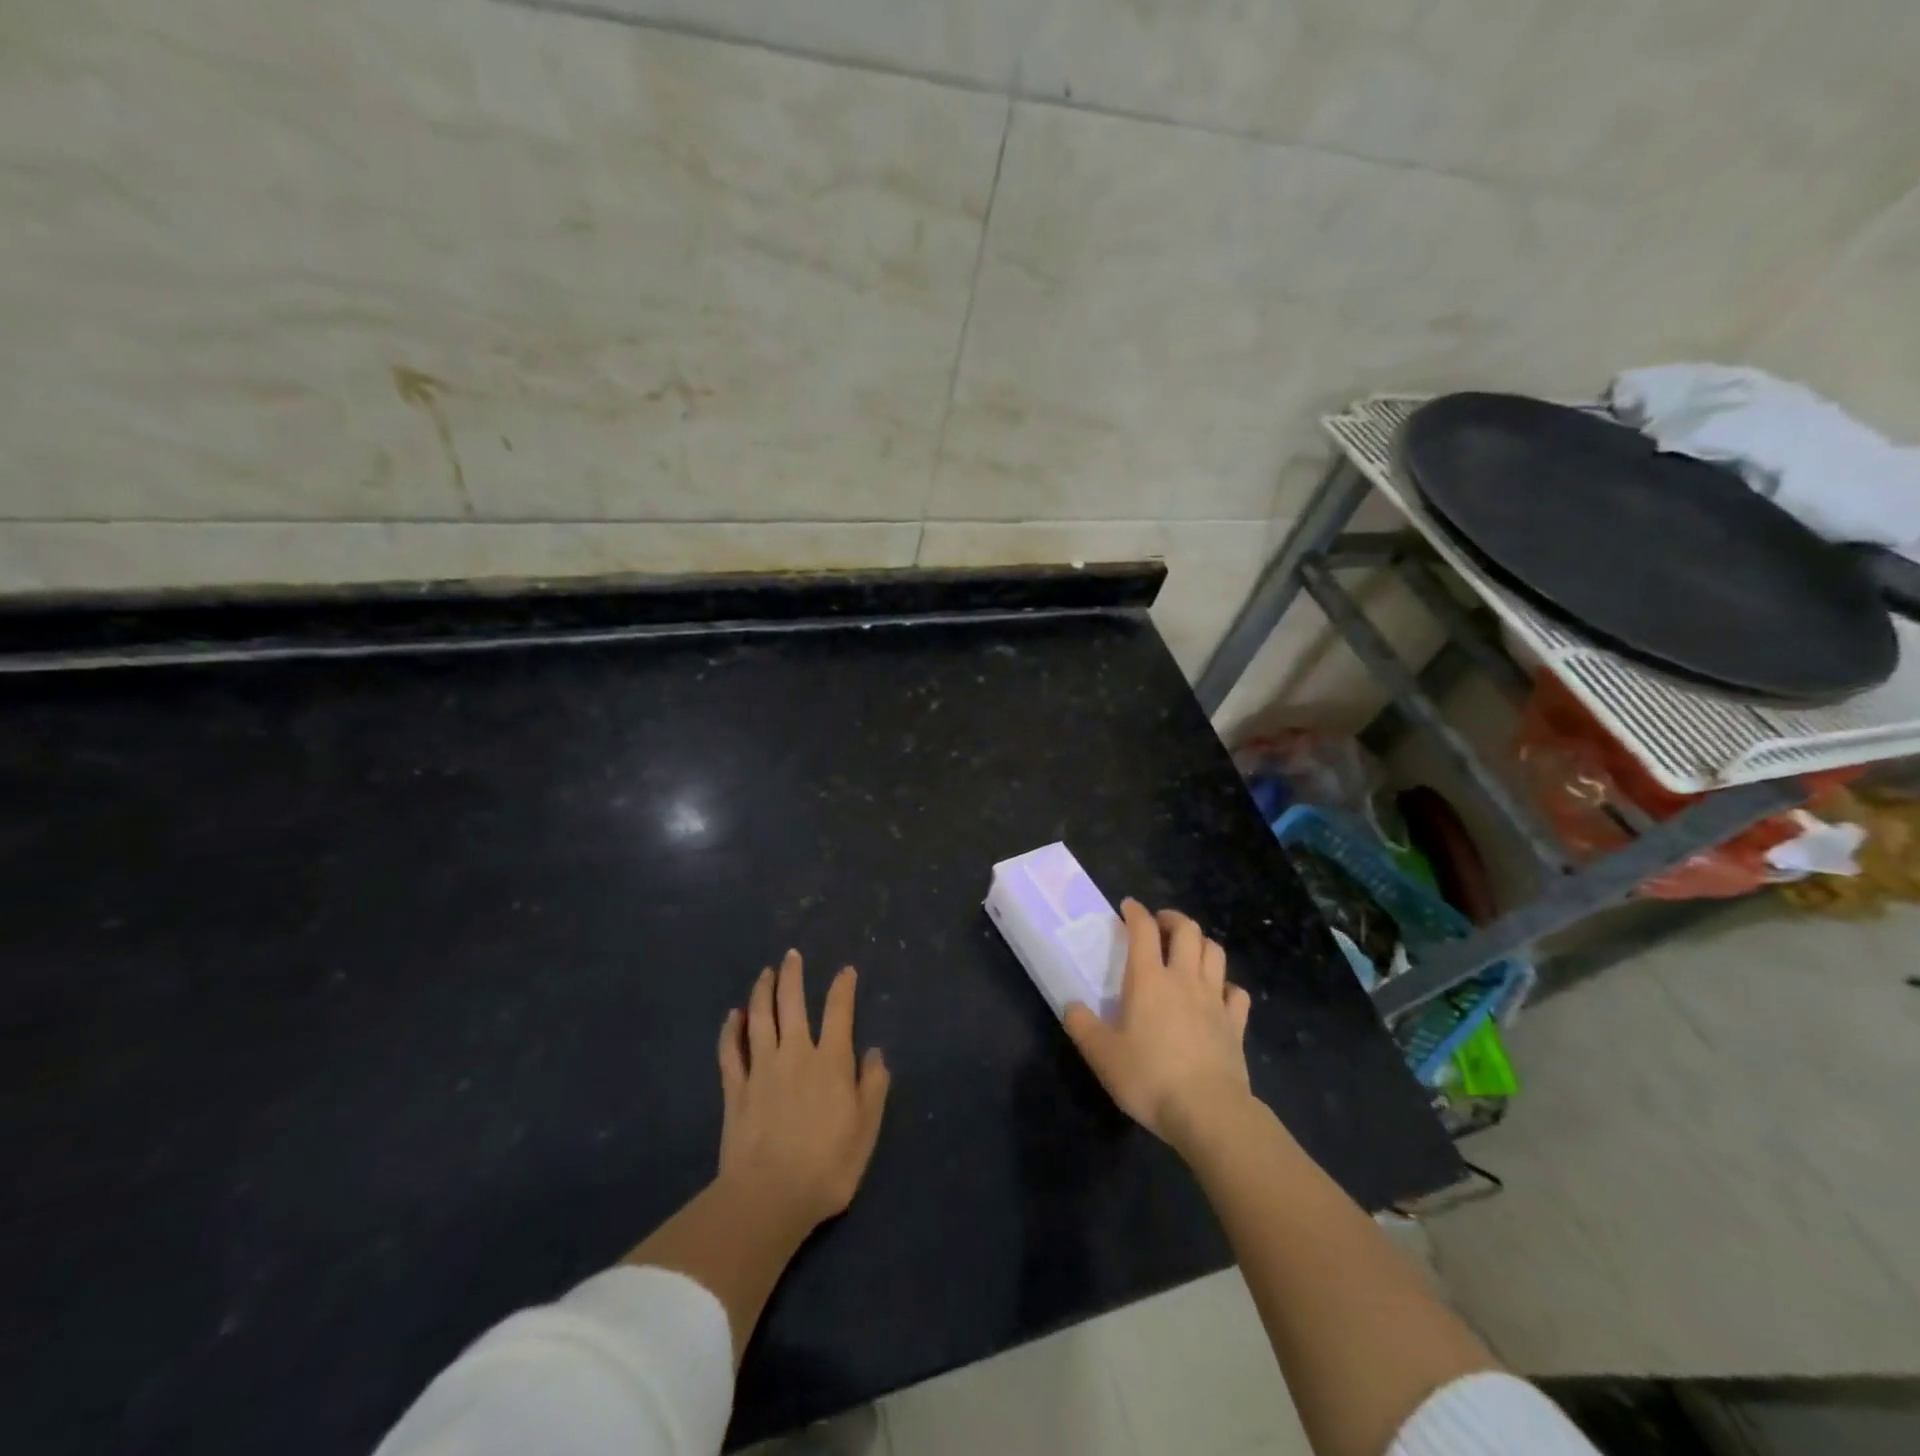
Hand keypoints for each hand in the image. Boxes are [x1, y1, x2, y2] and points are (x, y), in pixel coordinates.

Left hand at [716, 949, 890, 1230]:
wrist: (769, 1197)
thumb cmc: (827, 1166)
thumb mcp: (866, 1130)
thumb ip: (872, 1087)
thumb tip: (875, 1053)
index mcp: (831, 1061)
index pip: (839, 1012)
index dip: (843, 988)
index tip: (845, 971)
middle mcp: (795, 1054)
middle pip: (792, 1003)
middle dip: (792, 976)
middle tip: (791, 955)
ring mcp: (761, 1068)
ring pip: (760, 1018)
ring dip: (762, 992)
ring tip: (765, 973)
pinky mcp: (735, 1088)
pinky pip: (731, 1050)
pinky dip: (731, 1029)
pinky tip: (733, 1016)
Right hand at [1064, 900, 1252, 1150]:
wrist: (1208, 1112)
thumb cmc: (1149, 1078)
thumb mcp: (1102, 1056)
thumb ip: (1082, 1027)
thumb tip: (1071, 1007)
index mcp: (1149, 980)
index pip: (1144, 930)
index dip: (1136, 912)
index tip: (1128, 906)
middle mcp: (1184, 979)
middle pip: (1187, 931)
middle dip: (1173, 919)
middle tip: (1160, 924)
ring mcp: (1214, 1000)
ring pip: (1215, 952)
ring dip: (1201, 943)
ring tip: (1188, 950)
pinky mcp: (1236, 1025)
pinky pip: (1236, 992)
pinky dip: (1226, 985)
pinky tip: (1217, 994)